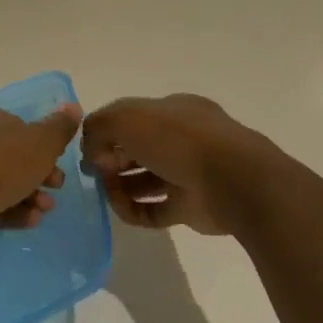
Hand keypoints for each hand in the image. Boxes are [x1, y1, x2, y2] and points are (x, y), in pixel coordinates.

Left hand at [0, 101, 81, 241]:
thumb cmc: (1, 162)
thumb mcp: (42, 143)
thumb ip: (59, 127)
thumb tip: (73, 106)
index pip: (18, 127)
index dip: (42, 147)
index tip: (58, 164)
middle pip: (10, 156)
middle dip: (38, 176)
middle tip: (55, 189)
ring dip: (28, 196)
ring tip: (43, 211)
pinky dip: (8, 210)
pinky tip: (28, 221)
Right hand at [82, 94, 286, 235]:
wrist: (233, 181)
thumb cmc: (178, 139)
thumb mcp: (127, 117)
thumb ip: (98, 126)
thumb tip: (92, 152)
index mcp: (173, 111)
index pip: (132, 118)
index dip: (107, 131)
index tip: (89, 147)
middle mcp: (181, 140)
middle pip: (135, 149)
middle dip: (111, 159)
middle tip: (96, 171)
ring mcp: (186, 175)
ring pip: (143, 181)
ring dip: (118, 187)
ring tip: (106, 191)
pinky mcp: (188, 208)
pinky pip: (152, 211)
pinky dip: (133, 211)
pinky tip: (122, 208)